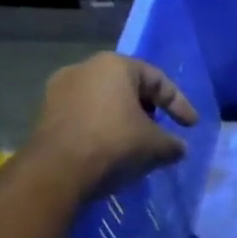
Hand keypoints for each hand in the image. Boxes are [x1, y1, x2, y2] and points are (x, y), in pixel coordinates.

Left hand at [28, 53, 197, 185]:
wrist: (56, 171)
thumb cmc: (115, 144)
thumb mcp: (156, 145)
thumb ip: (173, 143)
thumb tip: (179, 148)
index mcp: (115, 66)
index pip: (158, 80)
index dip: (180, 104)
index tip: (191, 126)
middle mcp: (85, 68)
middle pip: (129, 87)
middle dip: (149, 110)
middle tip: (163, 131)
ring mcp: (60, 90)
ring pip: (105, 102)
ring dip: (125, 120)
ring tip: (138, 143)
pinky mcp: (45, 113)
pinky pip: (86, 116)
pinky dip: (103, 128)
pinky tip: (113, 149)